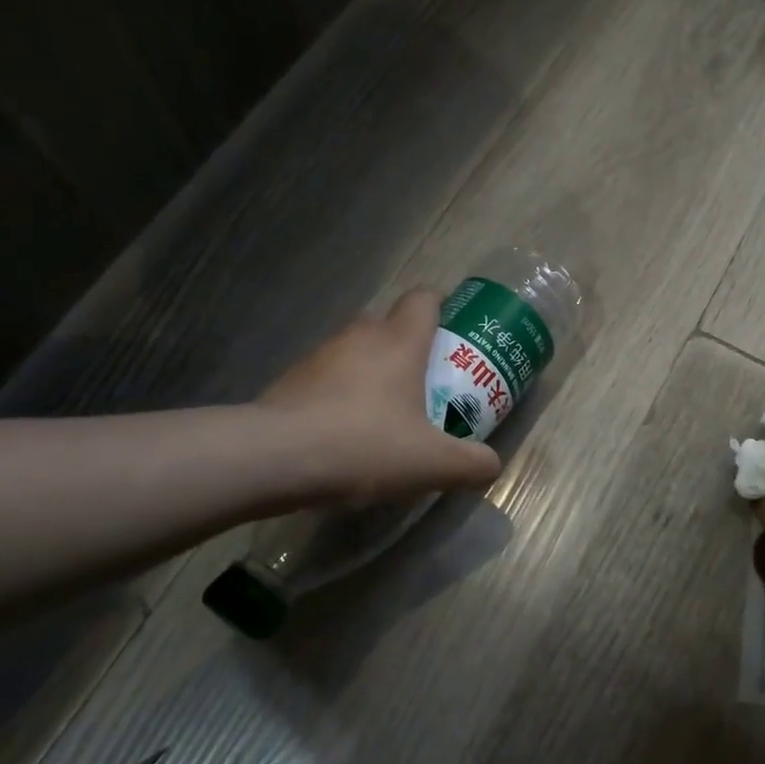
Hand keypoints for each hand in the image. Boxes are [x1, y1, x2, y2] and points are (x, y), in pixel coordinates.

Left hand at [256, 289, 500, 504]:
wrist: (272, 459)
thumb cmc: (365, 445)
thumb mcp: (432, 463)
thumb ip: (471, 463)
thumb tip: (492, 465)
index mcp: (399, 341)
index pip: (425, 298)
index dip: (444, 307)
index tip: (455, 333)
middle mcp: (360, 336)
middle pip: (393, 325)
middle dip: (414, 349)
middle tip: (431, 384)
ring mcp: (320, 356)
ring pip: (359, 352)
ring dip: (376, 373)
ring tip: (390, 414)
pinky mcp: (292, 380)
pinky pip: (330, 378)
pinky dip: (344, 395)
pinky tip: (349, 433)